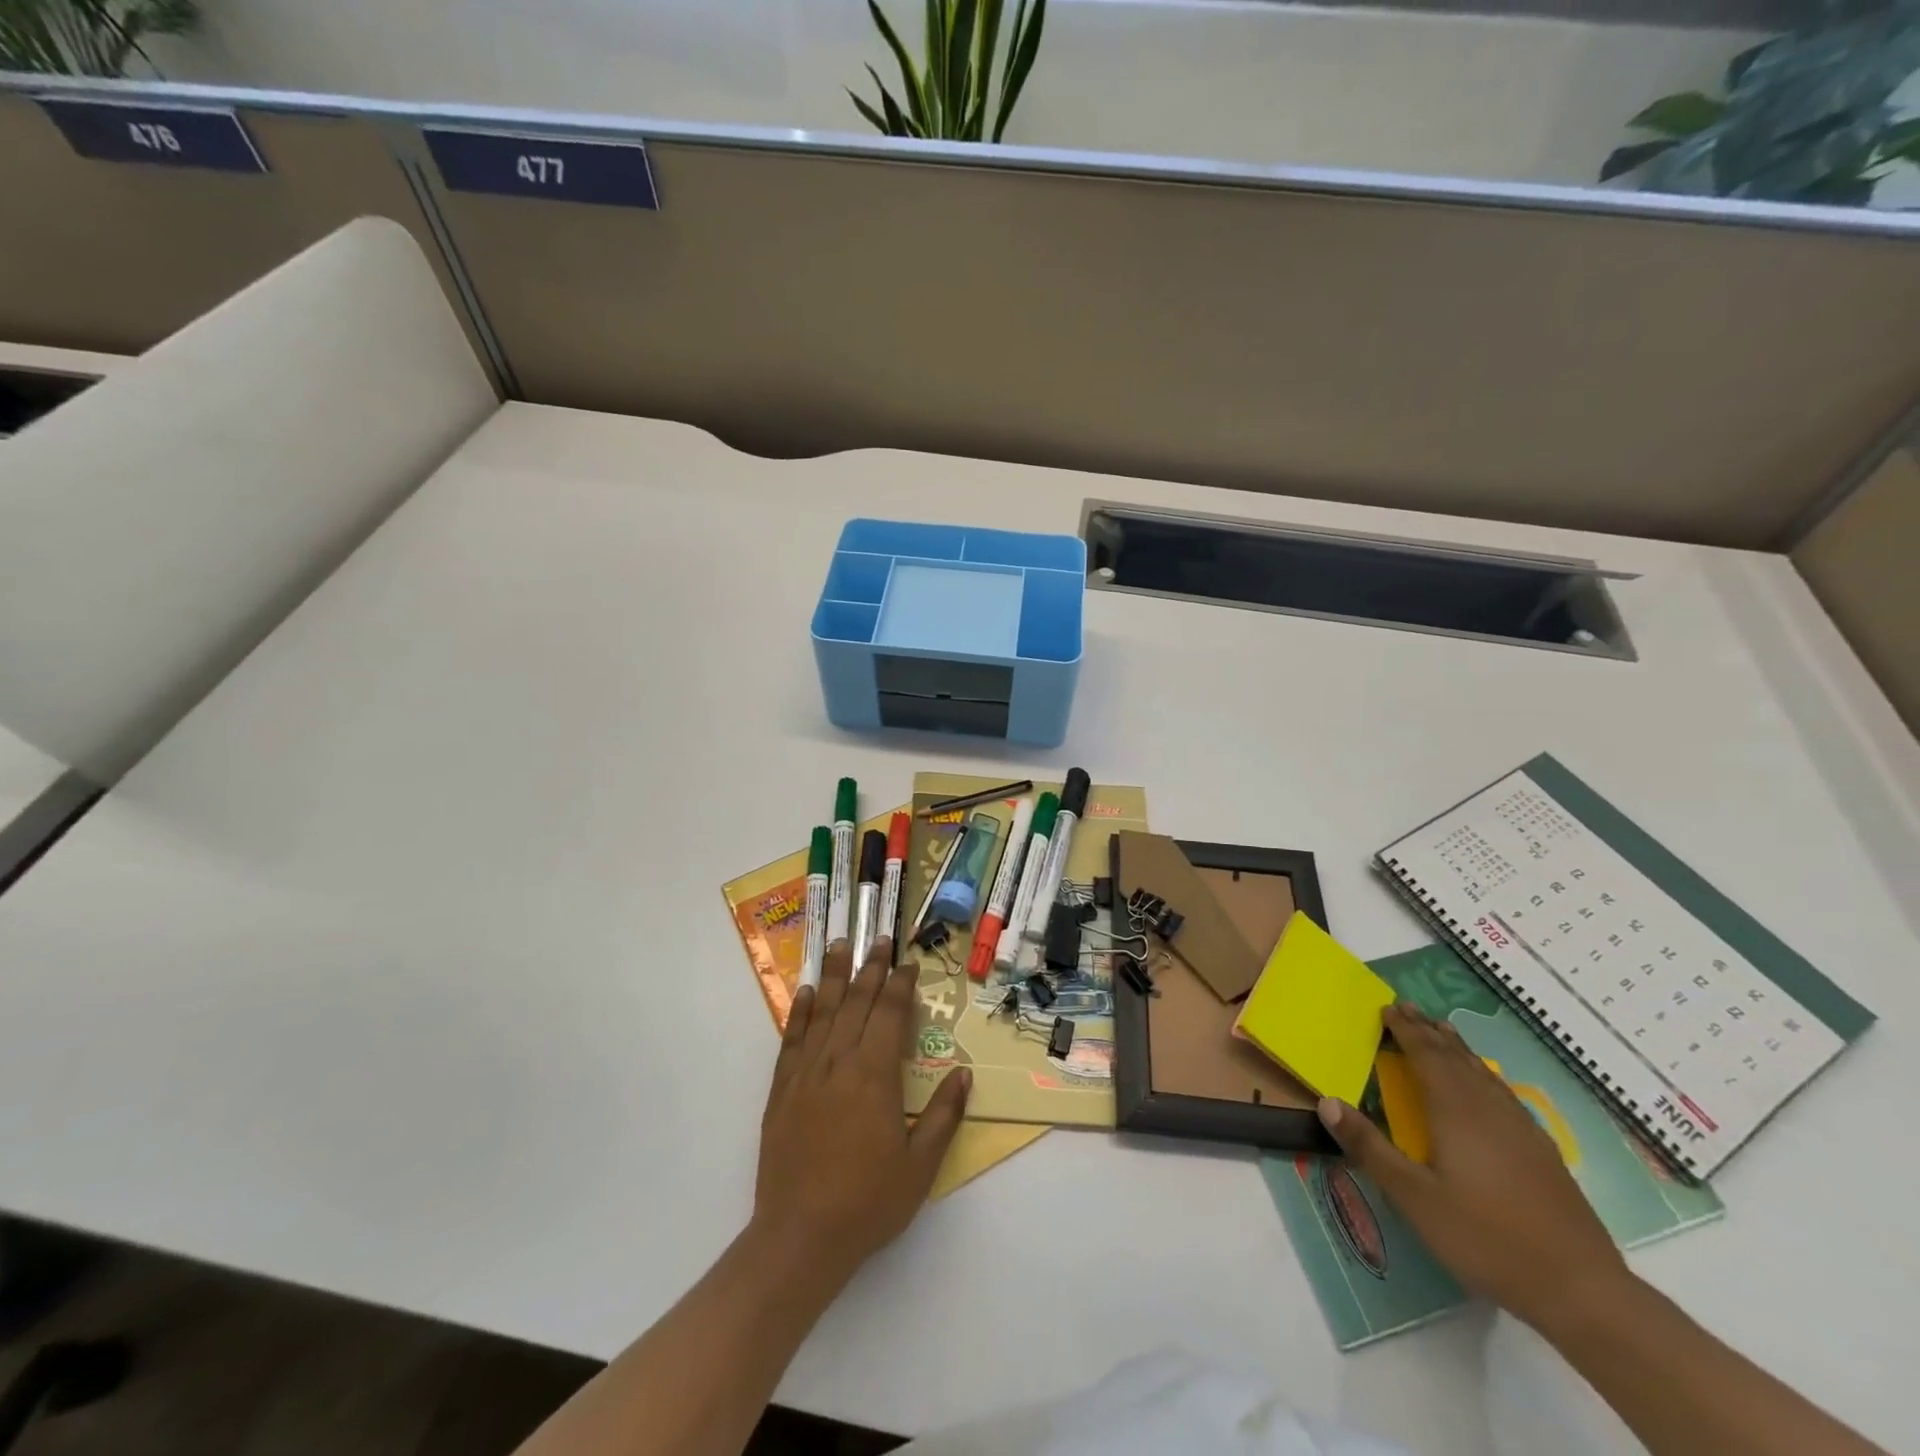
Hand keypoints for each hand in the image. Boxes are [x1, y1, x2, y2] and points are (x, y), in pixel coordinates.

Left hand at [755, 939, 971, 1284]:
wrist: (799, 1237)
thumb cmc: (867, 1202)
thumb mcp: (920, 1166)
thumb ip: (943, 1115)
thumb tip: (964, 1073)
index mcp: (875, 1076)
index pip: (890, 1015)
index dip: (900, 985)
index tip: (908, 963)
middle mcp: (839, 1063)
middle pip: (857, 1003)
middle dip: (871, 969)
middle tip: (880, 939)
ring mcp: (806, 1074)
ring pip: (824, 1012)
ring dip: (836, 976)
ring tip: (842, 945)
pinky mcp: (781, 1090)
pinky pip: (792, 1040)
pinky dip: (800, 1012)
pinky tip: (808, 992)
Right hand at [1316, 1003, 1628, 1332]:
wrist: (1582, 1289)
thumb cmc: (1485, 1238)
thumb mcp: (1414, 1197)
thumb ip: (1369, 1147)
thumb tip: (1325, 1101)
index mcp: (1455, 1111)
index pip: (1426, 1055)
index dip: (1405, 1030)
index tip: (1387, 1008)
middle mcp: (1488, 1108)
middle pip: (1455, 1057)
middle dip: (1429, 1030)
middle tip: (1407, 1007)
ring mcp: (1521, 1129)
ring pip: (1483, 1072)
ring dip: (1458, 1048)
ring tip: (1443, 1031)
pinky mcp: (1542, 1151)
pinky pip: (1502, 1093)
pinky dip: (1483, 1074)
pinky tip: (1486, 1085)